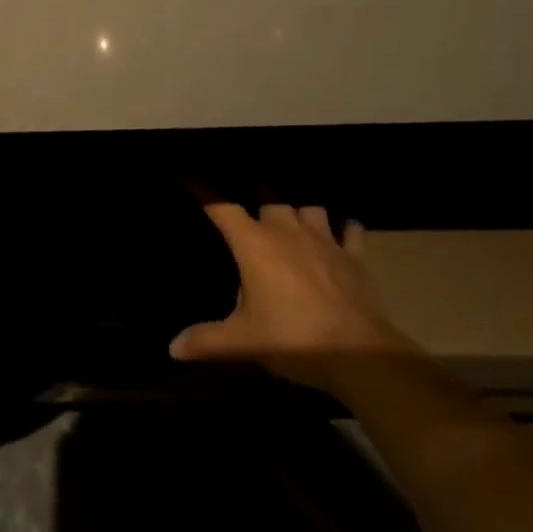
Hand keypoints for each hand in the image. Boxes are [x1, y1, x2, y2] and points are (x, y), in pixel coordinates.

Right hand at [171, 193, 414, 390]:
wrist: (359, 354)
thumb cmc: (293, 338)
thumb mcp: (243, 341)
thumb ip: (207, 340)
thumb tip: (173, 348)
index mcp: (253, 243)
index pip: (221, 207)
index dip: (203, 190)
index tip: (189, 176)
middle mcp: (286, 230)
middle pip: (269, 197)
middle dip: (258, 196)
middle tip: (251, 207)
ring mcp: (323, 239)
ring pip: (309, 208)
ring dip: (300, 211)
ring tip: (294, 218)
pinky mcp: (354, 256)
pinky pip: (351, 231)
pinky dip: (346, 229)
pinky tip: (344, 231)